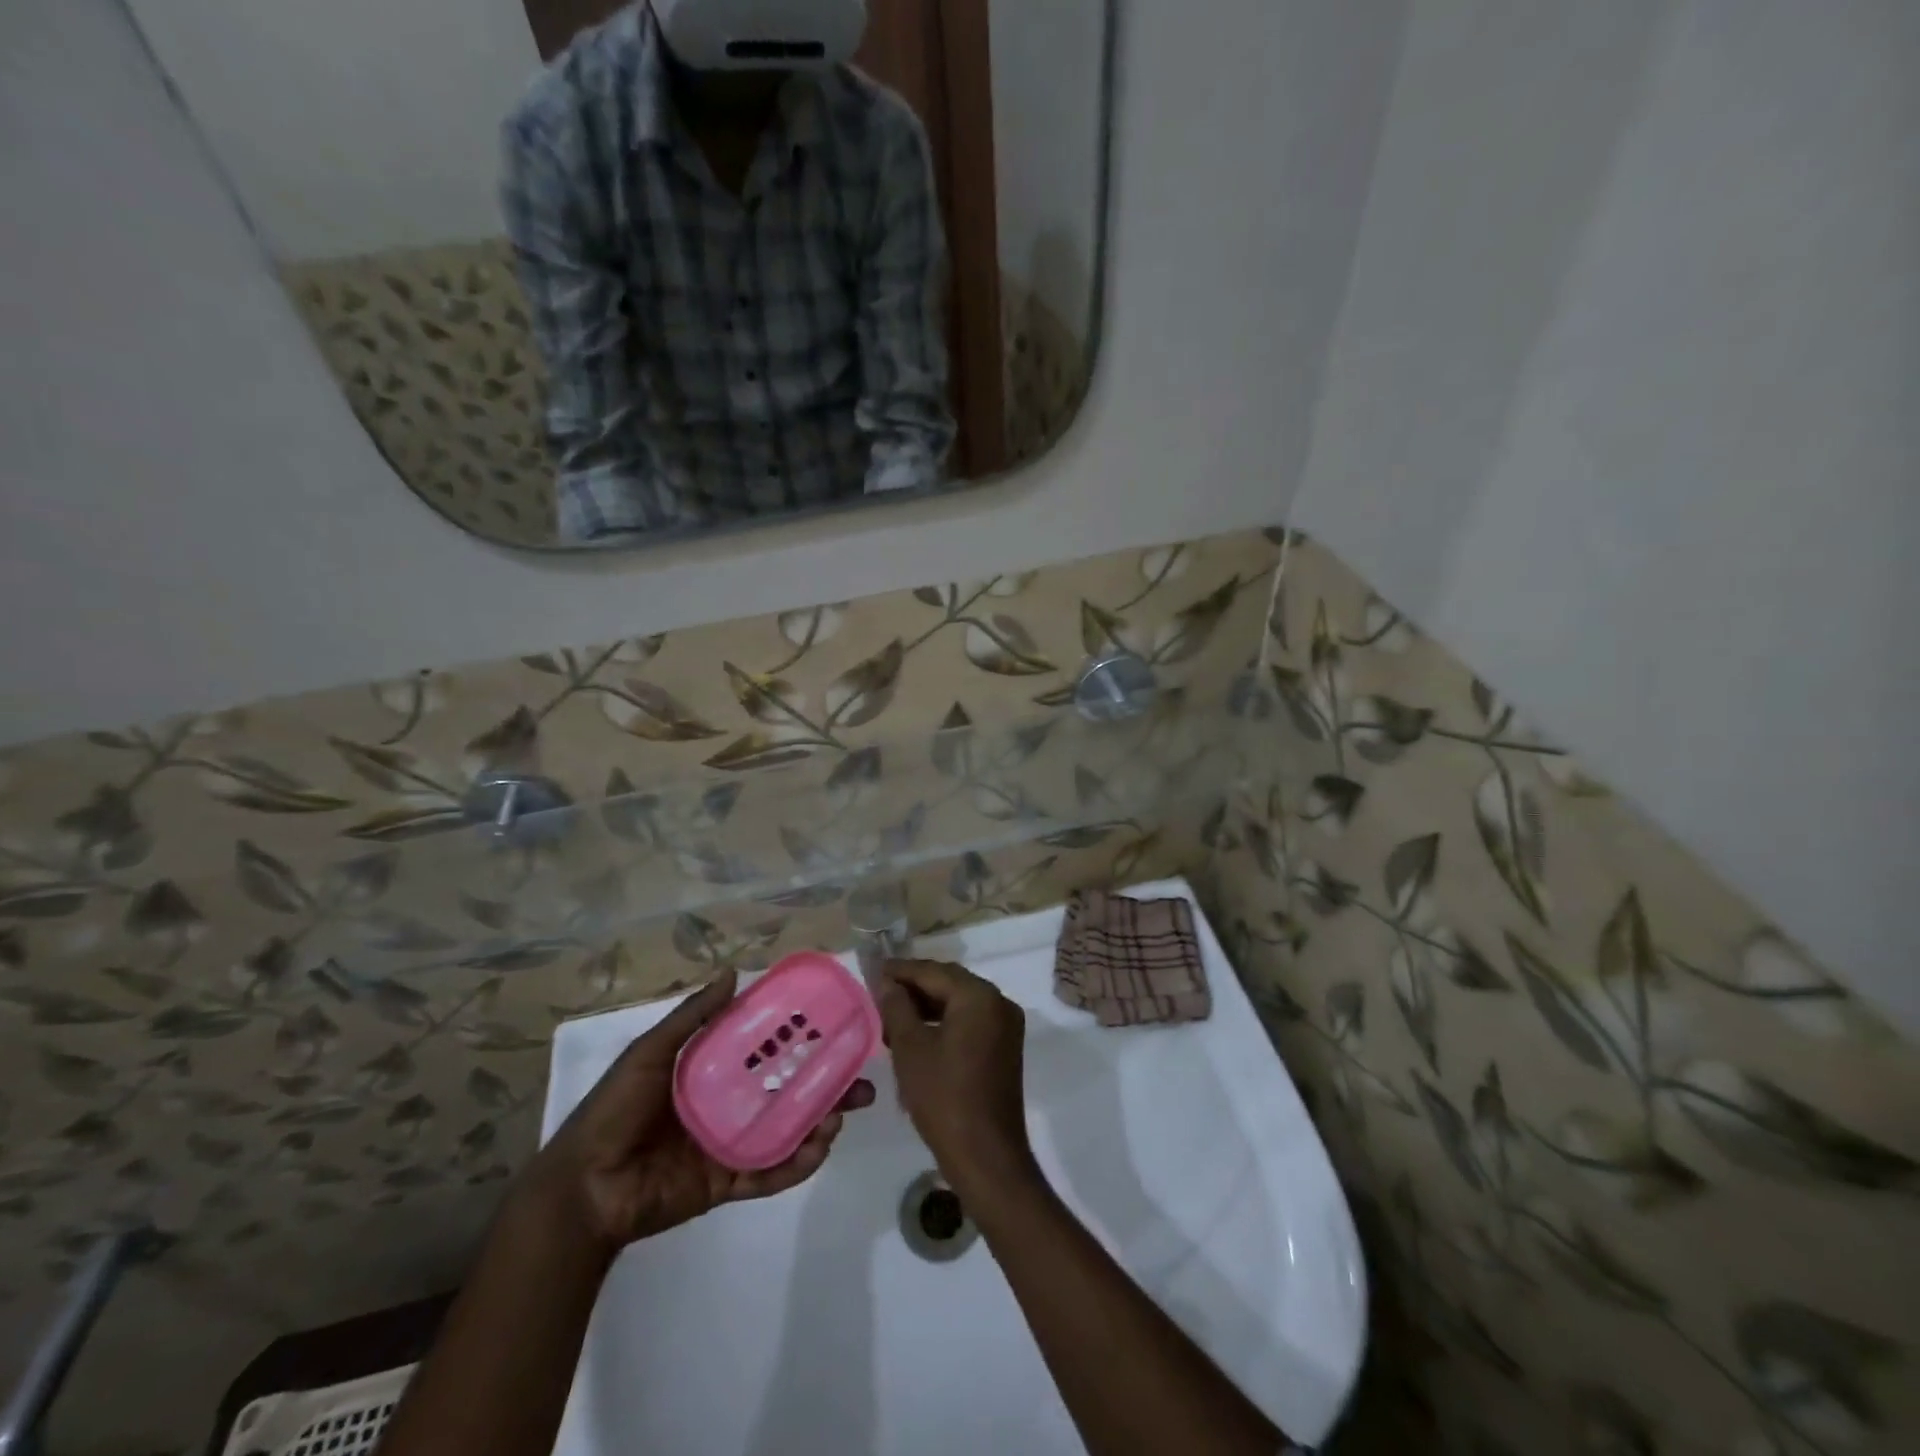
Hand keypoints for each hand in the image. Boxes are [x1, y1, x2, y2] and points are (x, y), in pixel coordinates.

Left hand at [521, 970, 875, 1255]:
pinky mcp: (727, 1182)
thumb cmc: (614, 1110)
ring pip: (787, 1131)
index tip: (833, 1028)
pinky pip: (769, 1173)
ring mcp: (730, 1144)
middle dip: (826, 1086)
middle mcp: (728, 1104)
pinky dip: (797, 1164)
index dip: (799, 1039)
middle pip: (787, 1090)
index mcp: (712, 1071)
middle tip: (860, 1081)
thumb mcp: (651, 1053)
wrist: (583, 1189)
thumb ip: (692, 1017)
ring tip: (840, 1113)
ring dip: (819, 1122)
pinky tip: (818, 1148)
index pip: (765, 1049)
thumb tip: (734, 972)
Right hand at [877, 960, 1038, 1201]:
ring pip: (959, 1003)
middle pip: (949, 983)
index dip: (900, 971)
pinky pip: (970, 1022)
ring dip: (926, 1007)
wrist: (985, 1156)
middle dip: (913, 988)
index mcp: (979, 996)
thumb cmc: (944, 1097)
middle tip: (878, 993)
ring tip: (890, 1019)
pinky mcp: (1004, 1048)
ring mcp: (1006, 1026)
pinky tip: (917, 1036)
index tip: (872, 971)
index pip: (933, 971)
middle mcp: (999, 1002)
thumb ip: (897, 1007)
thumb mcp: (910, 1048)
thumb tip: (888, 983)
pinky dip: (944, 1022)